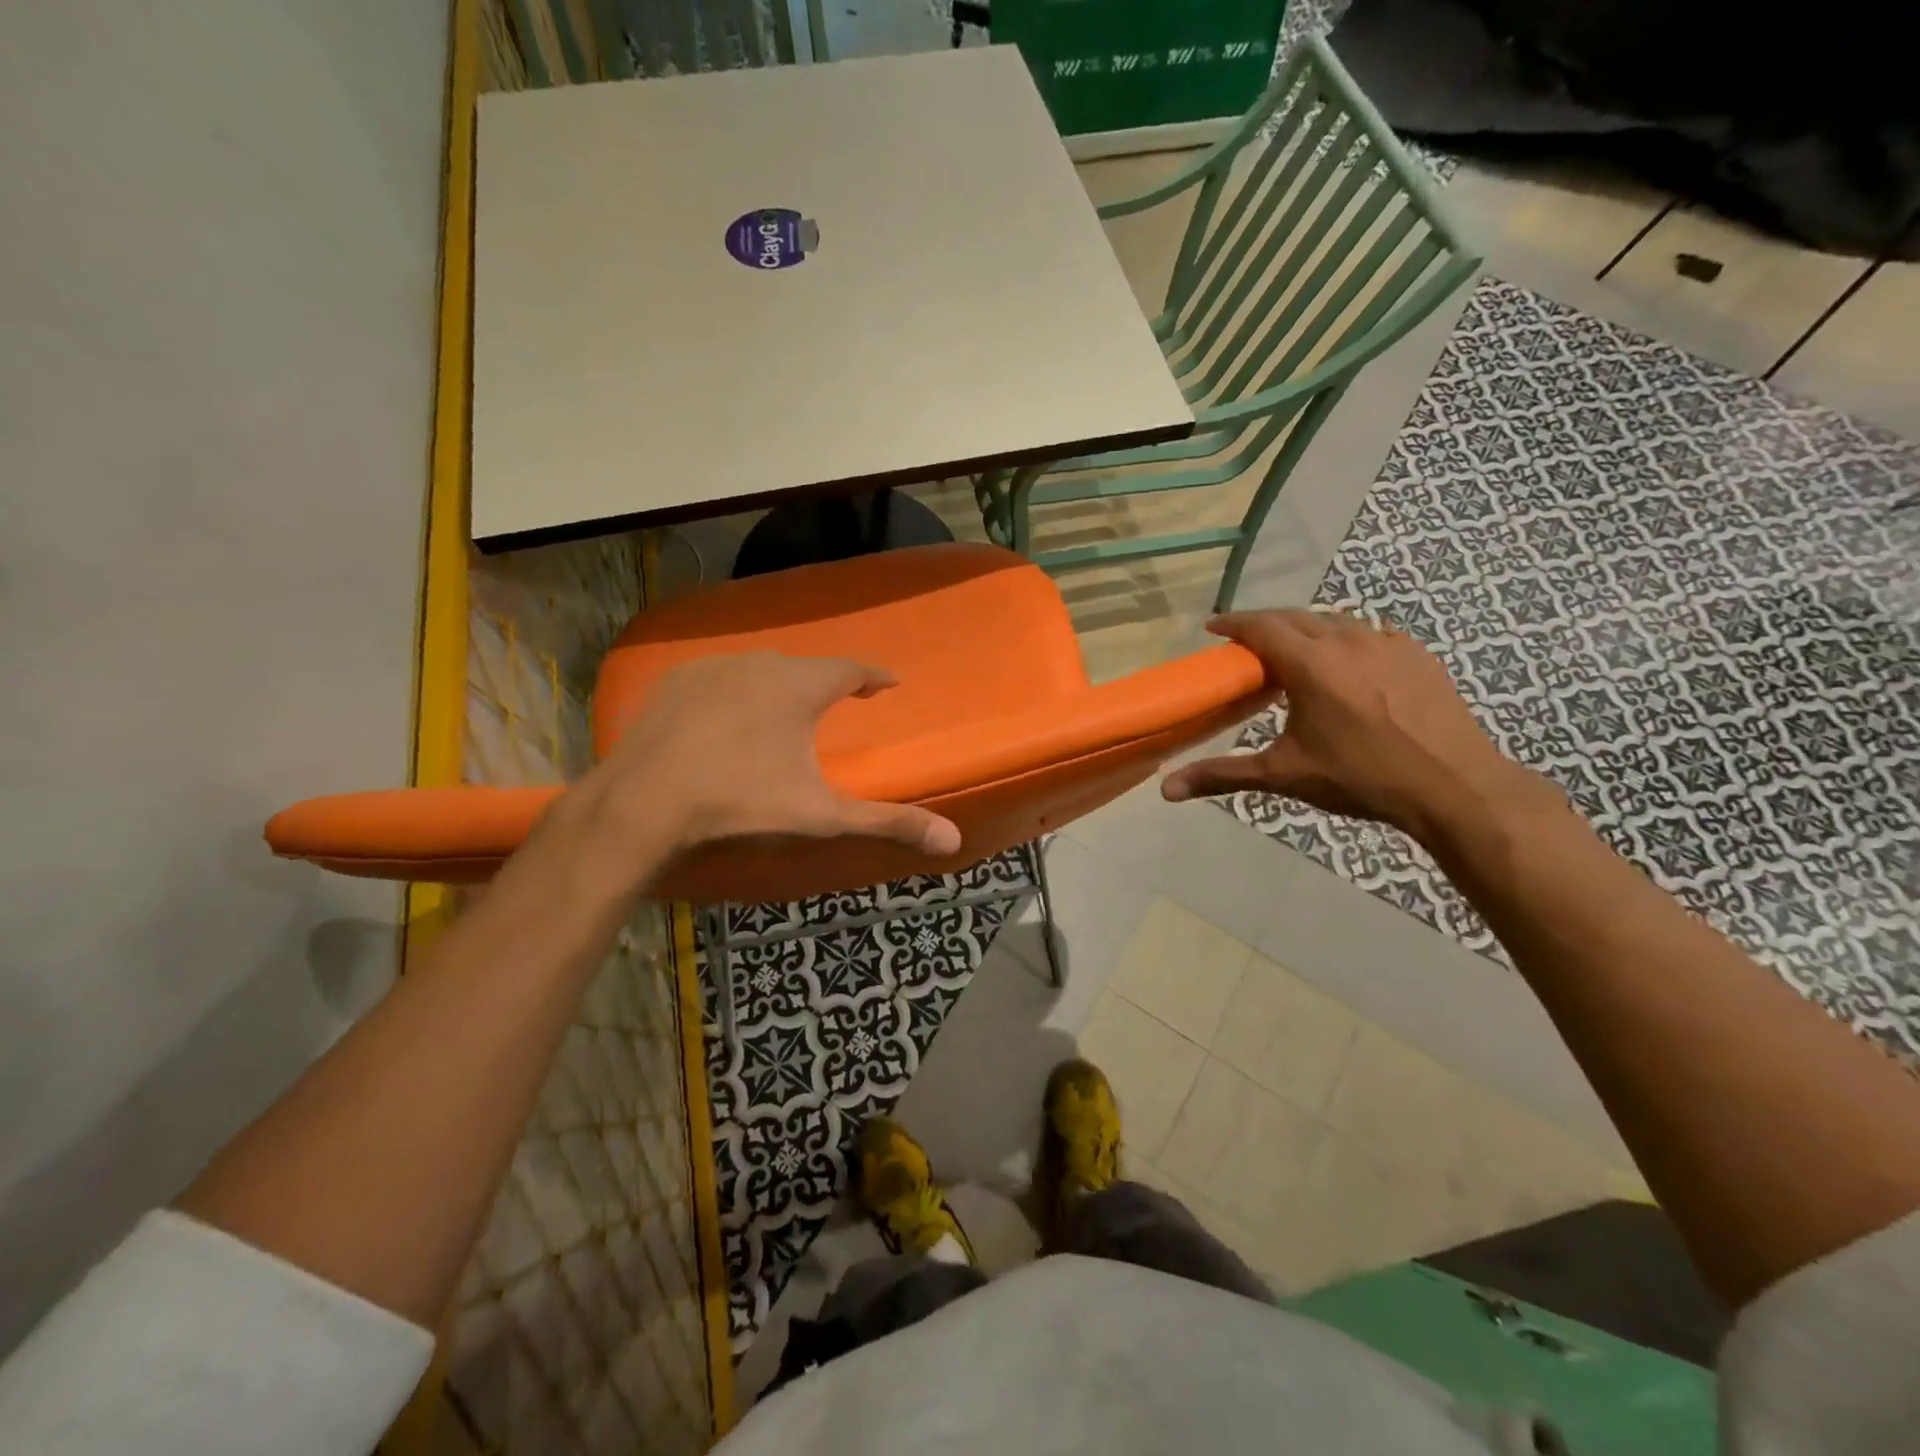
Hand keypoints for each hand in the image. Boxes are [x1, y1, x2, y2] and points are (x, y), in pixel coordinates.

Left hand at [571, 652, 962, 868]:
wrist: (644, 802)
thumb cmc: (741, 802)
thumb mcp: (821, 814)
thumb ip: (887, 822)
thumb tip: (952, 840)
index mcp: (800, 686)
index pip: (851, 669)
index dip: (873, 676)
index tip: (887, 683)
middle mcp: (761, 663)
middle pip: (805, 668)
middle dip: (825, 684)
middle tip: (838, 703)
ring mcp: (714, 667)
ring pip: (761, 669)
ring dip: (779, 686)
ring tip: (783, 712)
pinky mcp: (677, 680)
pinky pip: (720, 677)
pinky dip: (735, 691)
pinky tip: (728, 717)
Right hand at [1161, 611, 1541, 843]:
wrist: (1454, 785)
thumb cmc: (1361, 777)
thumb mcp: (1285, 775)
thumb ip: (1223, 774)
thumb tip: (1167, 789)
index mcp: (1311, 664)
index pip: (1261, 626)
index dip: (1233, 623)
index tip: (1213, 627)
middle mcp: (1347, 640)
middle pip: (1296, 617)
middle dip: (1266, 624)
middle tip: (1247, 643)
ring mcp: (1388, 643)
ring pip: (1335, 622)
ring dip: (1307, 630)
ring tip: (1294, 653)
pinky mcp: (1417, 654)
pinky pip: (1371, 634)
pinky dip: (1347, 641)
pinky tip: (1348, 665)